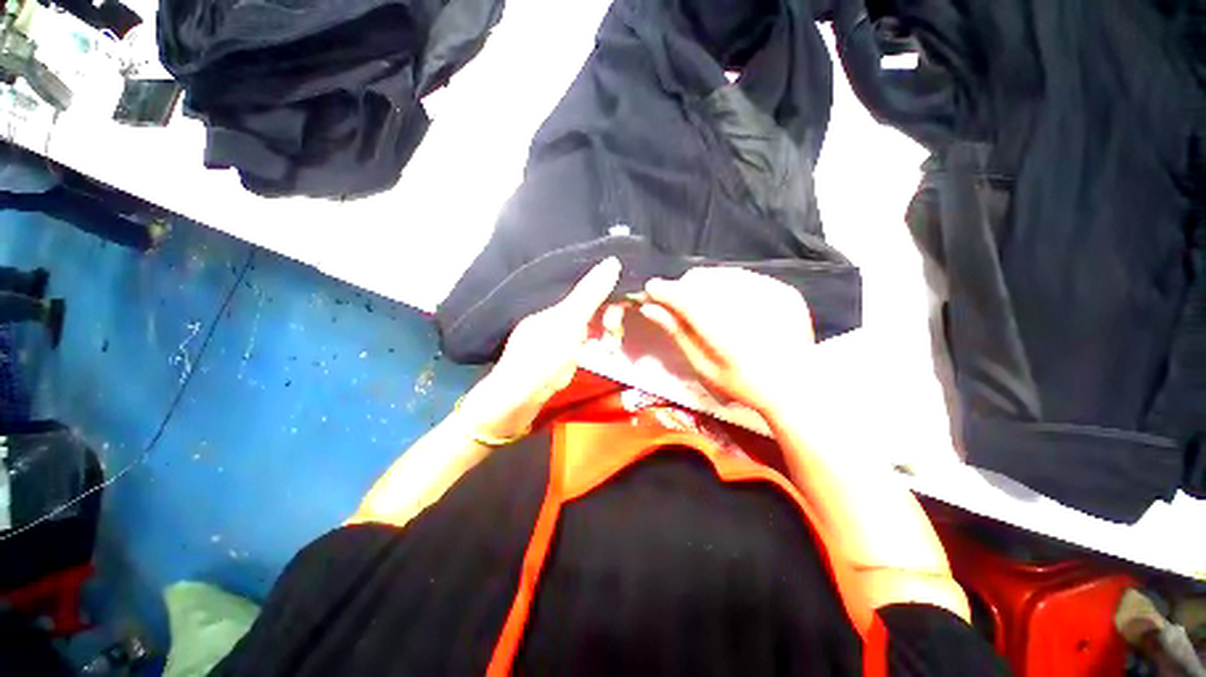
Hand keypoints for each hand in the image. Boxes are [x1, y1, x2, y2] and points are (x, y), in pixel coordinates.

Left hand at [458, 258, 621, 439]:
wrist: (515, 402)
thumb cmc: (542, 359)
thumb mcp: (569, 323)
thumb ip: (590, 294)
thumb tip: (613, 260)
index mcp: (555, 306)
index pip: (590, 293)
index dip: (609, 302)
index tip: (619, 319)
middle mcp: (554, 317)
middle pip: (592, 311)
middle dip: (608, 324)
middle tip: (612, 344)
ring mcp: (555, 338)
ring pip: (589, 329)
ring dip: (603, 339)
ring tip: (607, 352)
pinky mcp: (556, 356)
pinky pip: (581, 346)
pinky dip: (591, 351)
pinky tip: (593, 359)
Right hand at [639, 267, 814, 415]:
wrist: (798, 387)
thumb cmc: (743, 385)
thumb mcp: (704, 365)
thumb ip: (678, 332)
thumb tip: (650, 308)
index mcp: (726, 333)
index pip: (685, 298)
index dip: (664, 290)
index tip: (650, 290)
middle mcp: (749, 307)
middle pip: (701, 279)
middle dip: (684, 288)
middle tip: (678, 304)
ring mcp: (771, 294)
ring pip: (721, 273)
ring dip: (704, 285)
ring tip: (704, 304)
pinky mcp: (784, 290)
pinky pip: (744, 276)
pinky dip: (728, 285)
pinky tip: (729, 303)